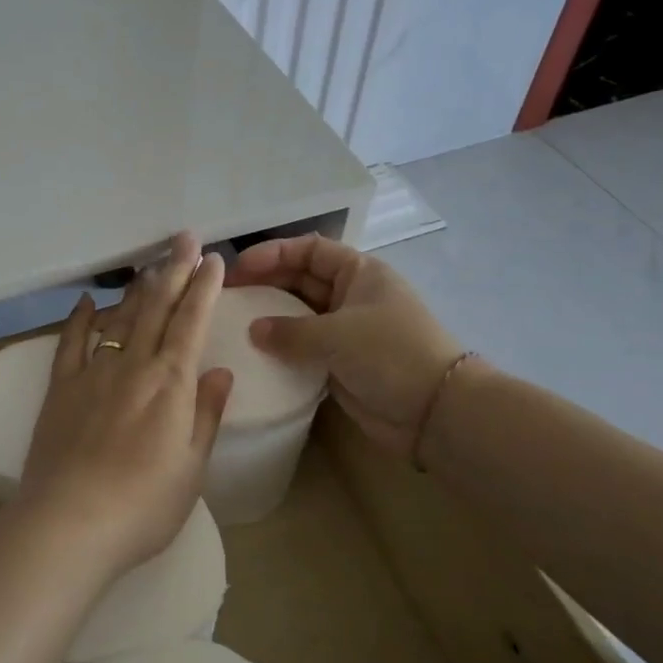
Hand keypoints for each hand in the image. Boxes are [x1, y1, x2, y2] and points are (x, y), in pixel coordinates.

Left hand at [18, 234, 233, 577]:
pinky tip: (86, 300)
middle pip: (157, 307)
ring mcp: (93, 372)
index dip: (203, 288)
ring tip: (149, 263)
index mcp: (171, 384)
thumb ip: (205, 415)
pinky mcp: (61, 387)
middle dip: (173, 269)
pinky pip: (71, 342)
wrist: (69, 524)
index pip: (192, 322)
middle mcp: (133, 366)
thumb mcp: (192, 468)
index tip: (212, 260)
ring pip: (120, 317)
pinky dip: (79, 318)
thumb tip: (220, 372)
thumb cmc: (143, 506)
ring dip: (137, 287)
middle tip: (183, 238)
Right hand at [228, 233, 462, 461]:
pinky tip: (254, 354)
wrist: (436, 412)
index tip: (238, 269)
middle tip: (226, 296)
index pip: (308, 250)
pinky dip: (281, 348)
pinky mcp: (341, 362)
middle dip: (264, 283)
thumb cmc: (391, 354)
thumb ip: (290, 331)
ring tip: (233, 323)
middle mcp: (351, 295)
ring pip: (298, 314)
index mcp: (359, 272)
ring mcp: (346, 330)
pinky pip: (303, 347)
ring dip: (269, 317)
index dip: (272, 253)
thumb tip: (253, 331)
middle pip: (299, 279)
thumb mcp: (338, 334)